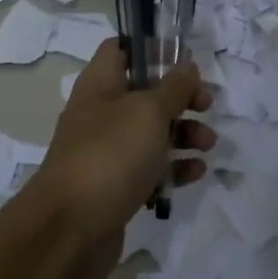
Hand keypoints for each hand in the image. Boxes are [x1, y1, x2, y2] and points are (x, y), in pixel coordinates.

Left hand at [28, 40, 213, 278]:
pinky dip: (173, 167)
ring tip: (208, 144)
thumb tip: (187, 65)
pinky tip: (195, 173)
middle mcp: (101, 113)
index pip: (120, 49)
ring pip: (151, 132)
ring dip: (184, 134)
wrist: (69, 230)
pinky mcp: (115, 186)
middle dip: (180, 98)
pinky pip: (149, 168)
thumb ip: (174, 87)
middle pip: (144, 92)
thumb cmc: (111, 155)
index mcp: (100, 84)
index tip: (183, 60)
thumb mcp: (149, 112)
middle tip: (207, 105)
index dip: (151, 48)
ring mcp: (106, 151)